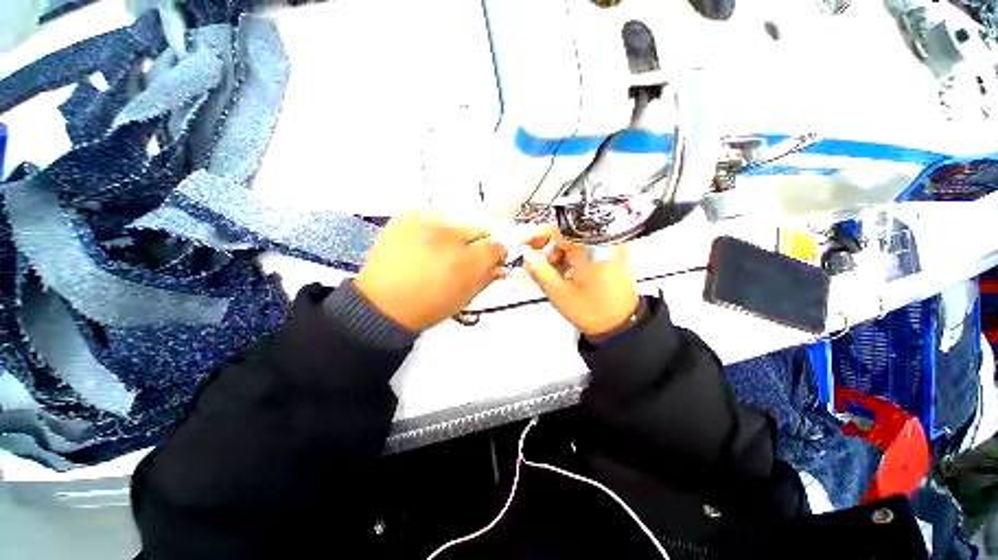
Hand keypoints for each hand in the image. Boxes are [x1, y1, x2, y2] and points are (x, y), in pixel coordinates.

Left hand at [354, 212, 507, 331]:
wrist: (382, 304)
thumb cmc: (428, 307)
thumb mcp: (464, 298)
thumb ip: (486, 279)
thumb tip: (502, 268)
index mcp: (468, 261)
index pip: (496, 246)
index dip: (496, 254)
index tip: (491, 260)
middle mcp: (452, 237)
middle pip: (478, 229)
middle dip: (477, 242)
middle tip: (463, 256)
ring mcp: (428, 224)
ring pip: (456, 221)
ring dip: (455, 234)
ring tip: (440, 249)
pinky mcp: (407, 217)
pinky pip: (431, 216)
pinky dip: (432, 227)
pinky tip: (423, 242)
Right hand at [523, 235, 639, 337]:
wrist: (622, 325)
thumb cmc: (591, 311)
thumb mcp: (559, 293)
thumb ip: (539, 270)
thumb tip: (525, 253)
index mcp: (592, 247)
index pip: (558, 228)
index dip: (538, 235)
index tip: (525, 246)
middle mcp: (605, 240)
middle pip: (567, 231)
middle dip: (549, 246)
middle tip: (536, 262)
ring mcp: (611, 245)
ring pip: (575, 238)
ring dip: (559, 252)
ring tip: (553, 272)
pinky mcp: (613, 252)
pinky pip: (586, 245)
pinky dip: (572, 255)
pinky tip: (566, 271)